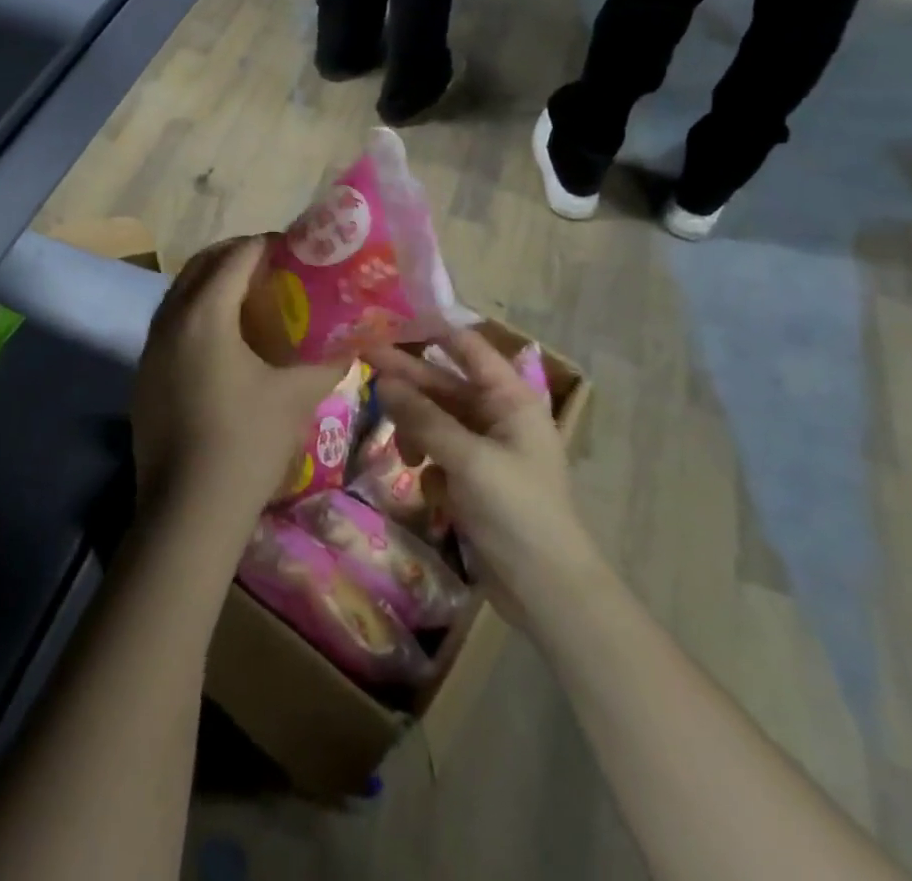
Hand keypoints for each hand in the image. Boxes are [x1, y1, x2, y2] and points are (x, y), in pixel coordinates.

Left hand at [132, 238, 348, 532]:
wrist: (188, 511)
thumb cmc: (246, 443)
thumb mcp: (297, 396)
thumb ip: (328, 359)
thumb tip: (353, 339)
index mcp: (204, 315)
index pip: (236, 257)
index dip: (268, 245)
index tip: (297, 249)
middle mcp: (170, 320)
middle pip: (201, 265)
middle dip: (237, 256)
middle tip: (275, 265)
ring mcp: (150, 348)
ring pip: (181, 292)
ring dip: (214, 282)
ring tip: (252, 295)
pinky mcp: (144, 374)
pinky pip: (171, 322)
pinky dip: (197, 311)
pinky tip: (224, 337)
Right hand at [365, 329, 595, 630]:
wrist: (547, 591)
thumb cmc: (517, 511)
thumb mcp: (468, 460)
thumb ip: (424, 418)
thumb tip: (384, 380)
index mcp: (510, 399)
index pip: (468, 349)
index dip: (432, 332)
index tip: (391, 321)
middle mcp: (497, 416)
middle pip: (444, 385)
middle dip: (408, 379)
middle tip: (364, 359)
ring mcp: (484, 449)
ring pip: (436, 420)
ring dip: (415, 430)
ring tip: (402, 452)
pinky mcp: (472, 480)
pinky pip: (438, 454)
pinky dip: (428, 466)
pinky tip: (429, 489)